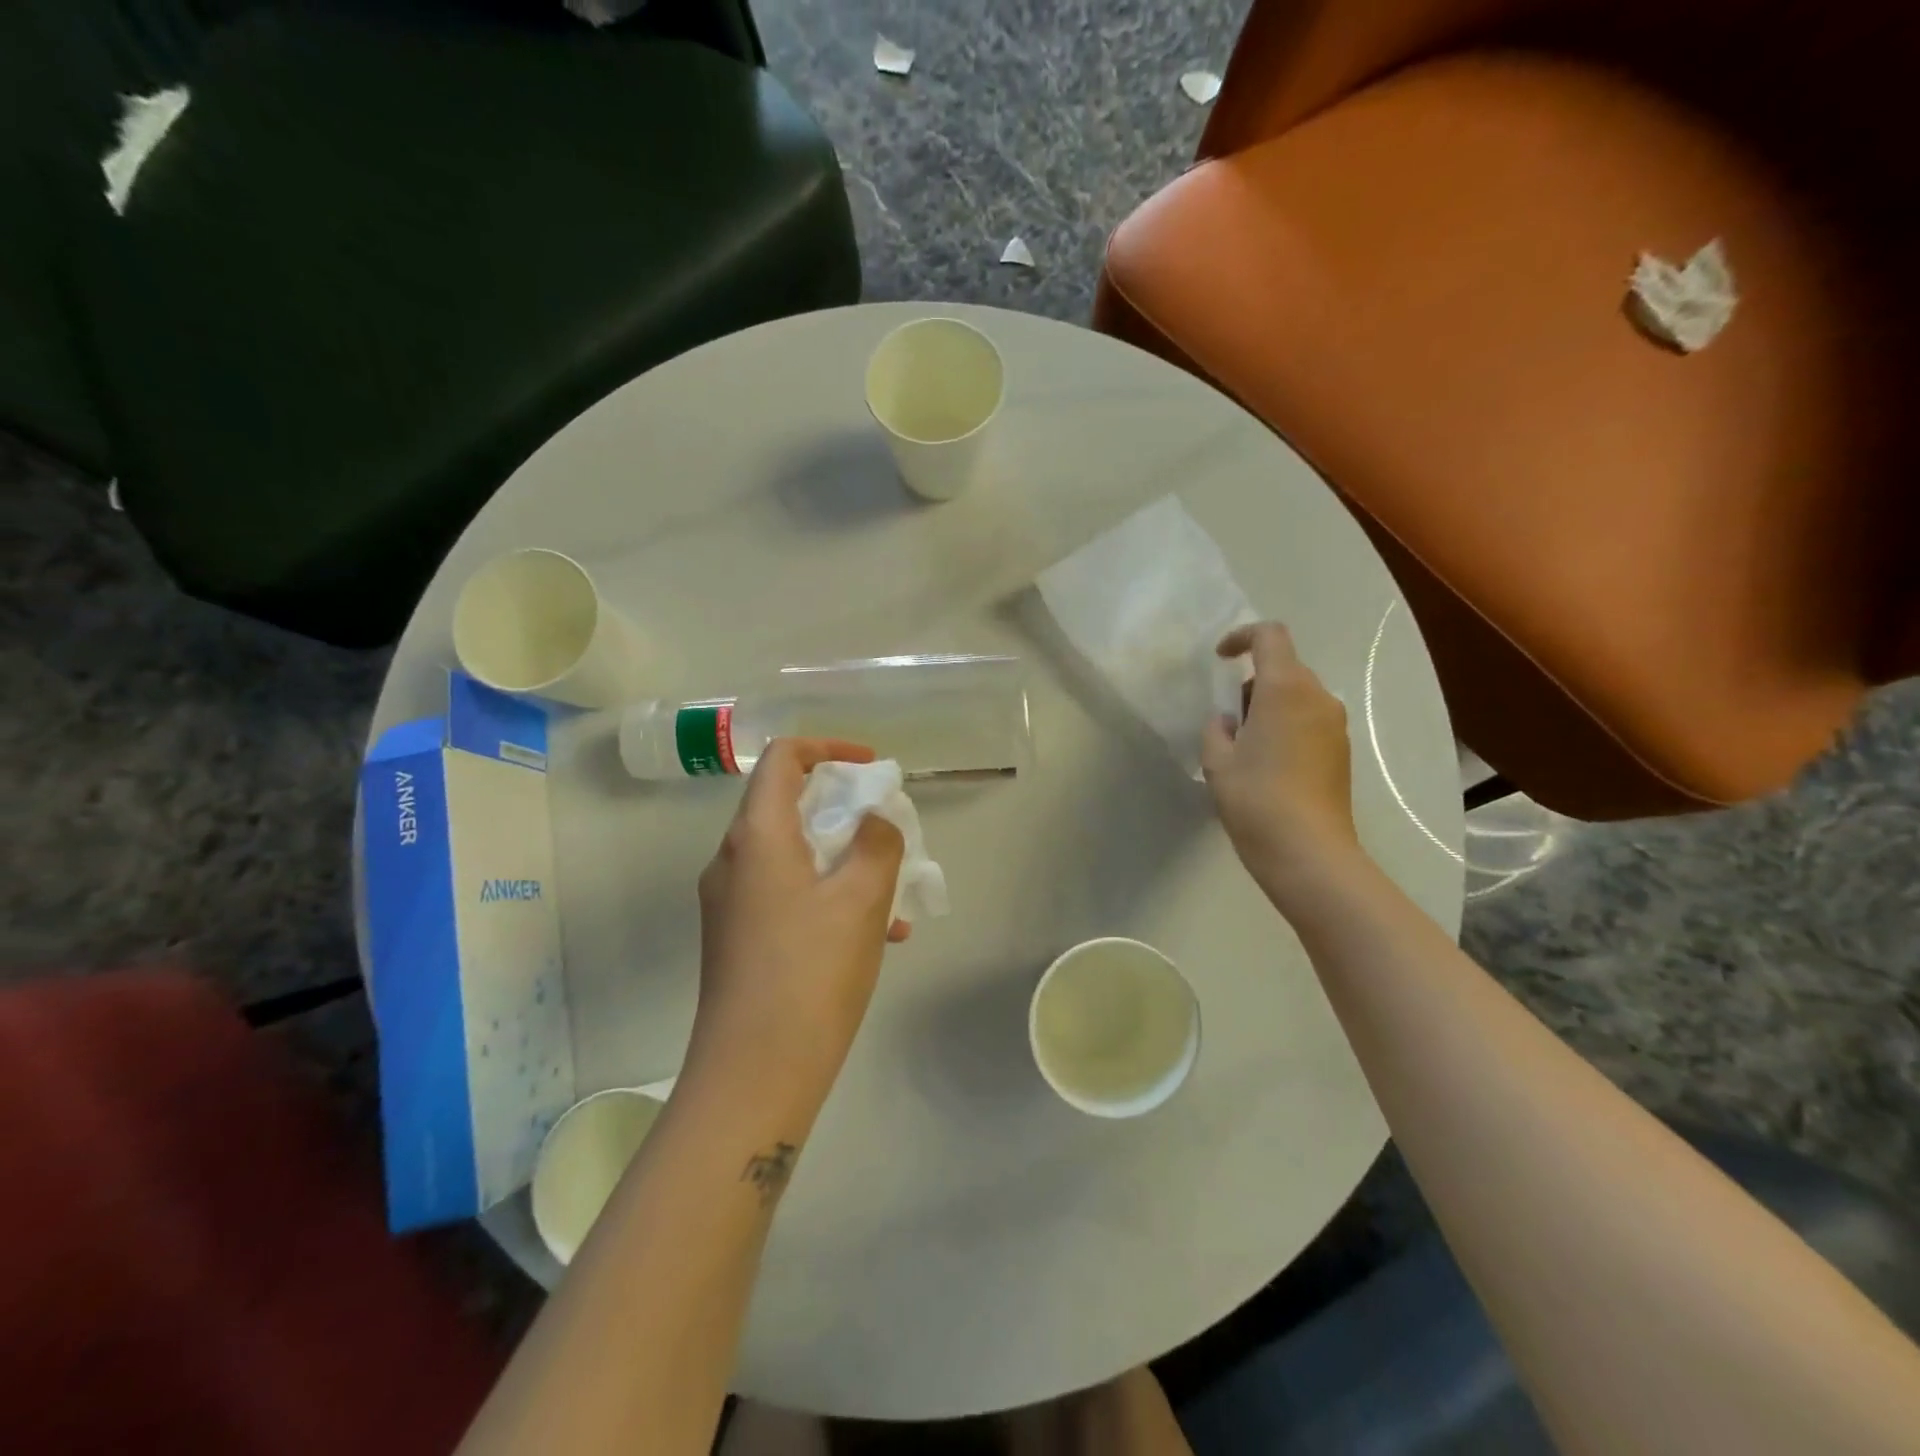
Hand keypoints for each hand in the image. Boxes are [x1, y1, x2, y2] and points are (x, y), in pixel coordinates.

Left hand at [688, 739, 908, 1105]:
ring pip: (793, 854)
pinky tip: (875, 936)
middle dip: (844, 809)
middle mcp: (733, 859)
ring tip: (893, 896)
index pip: (784, 759)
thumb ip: (877, 843)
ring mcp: (730, 901)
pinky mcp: (737, 937)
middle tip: (887, 831)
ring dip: (843, 858)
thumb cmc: (811, 974)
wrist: (753, 1074)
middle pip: (787, 805)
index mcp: (756, 837)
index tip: (872, 767)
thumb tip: (873, 821)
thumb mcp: (861, 899)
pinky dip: (828, 895)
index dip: (829, 749)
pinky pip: (787, 893)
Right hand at [1202, 623, 1364, 904]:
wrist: (1309, 852)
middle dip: (1251, 682)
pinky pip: (1310, 721)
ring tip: (1244, 746)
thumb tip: (1230, 721)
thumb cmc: (1255, 799)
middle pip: (1285, 668)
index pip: (1270, 636)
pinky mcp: (1341, 752)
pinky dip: (1286, 726)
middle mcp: (1318, 698)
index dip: (1242, 637)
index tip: (1220, 659)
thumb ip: (1217, 729)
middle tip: (1227, 718)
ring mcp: (1335, 726)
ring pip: (1298, 696)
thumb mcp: (1217, 761)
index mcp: (1285, 689)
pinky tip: (1267, 764)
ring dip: (1269, 706)